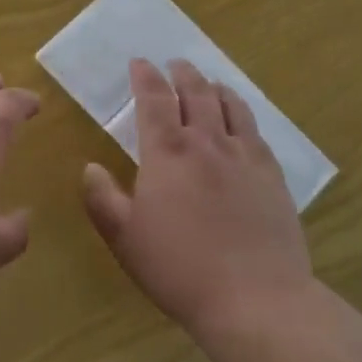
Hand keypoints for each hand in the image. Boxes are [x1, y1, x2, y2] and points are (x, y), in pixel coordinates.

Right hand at [82, 58, 312, 335]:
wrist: (255, 299)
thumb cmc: (179, 268)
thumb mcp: (124, 238)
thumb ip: (102, 198)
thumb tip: (90, 167)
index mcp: (167, 152)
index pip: (154, 100)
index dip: (145, 77)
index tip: (139, 62)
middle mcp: (207, 142)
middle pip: (195, 93)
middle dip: (182, 73)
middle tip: (175, 63)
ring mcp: (244, 156)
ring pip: (230, 106)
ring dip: (215, 87)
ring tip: (209, 82)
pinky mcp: (272, 176)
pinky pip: (256, 132)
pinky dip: (243, 114)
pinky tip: (241, 121)